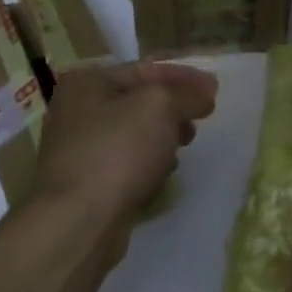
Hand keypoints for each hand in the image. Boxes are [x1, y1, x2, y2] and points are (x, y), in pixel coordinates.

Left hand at [30, 61, 217, 220]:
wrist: (79, 221)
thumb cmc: (118, 150)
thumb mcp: (160, 107)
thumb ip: (187, 94)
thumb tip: (205, 93)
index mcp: (87, 83)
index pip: (144, 69)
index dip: (183, 76)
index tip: (214, 89)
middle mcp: (77, 111)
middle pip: (138, 102)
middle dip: (173, 109)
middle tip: (200, 121)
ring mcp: (79, 149)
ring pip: (134, 134)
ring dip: (162, 138)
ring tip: (182, 149)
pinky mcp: (86, 184)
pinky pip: (125, 164)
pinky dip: (147, 165)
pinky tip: (161, 176)